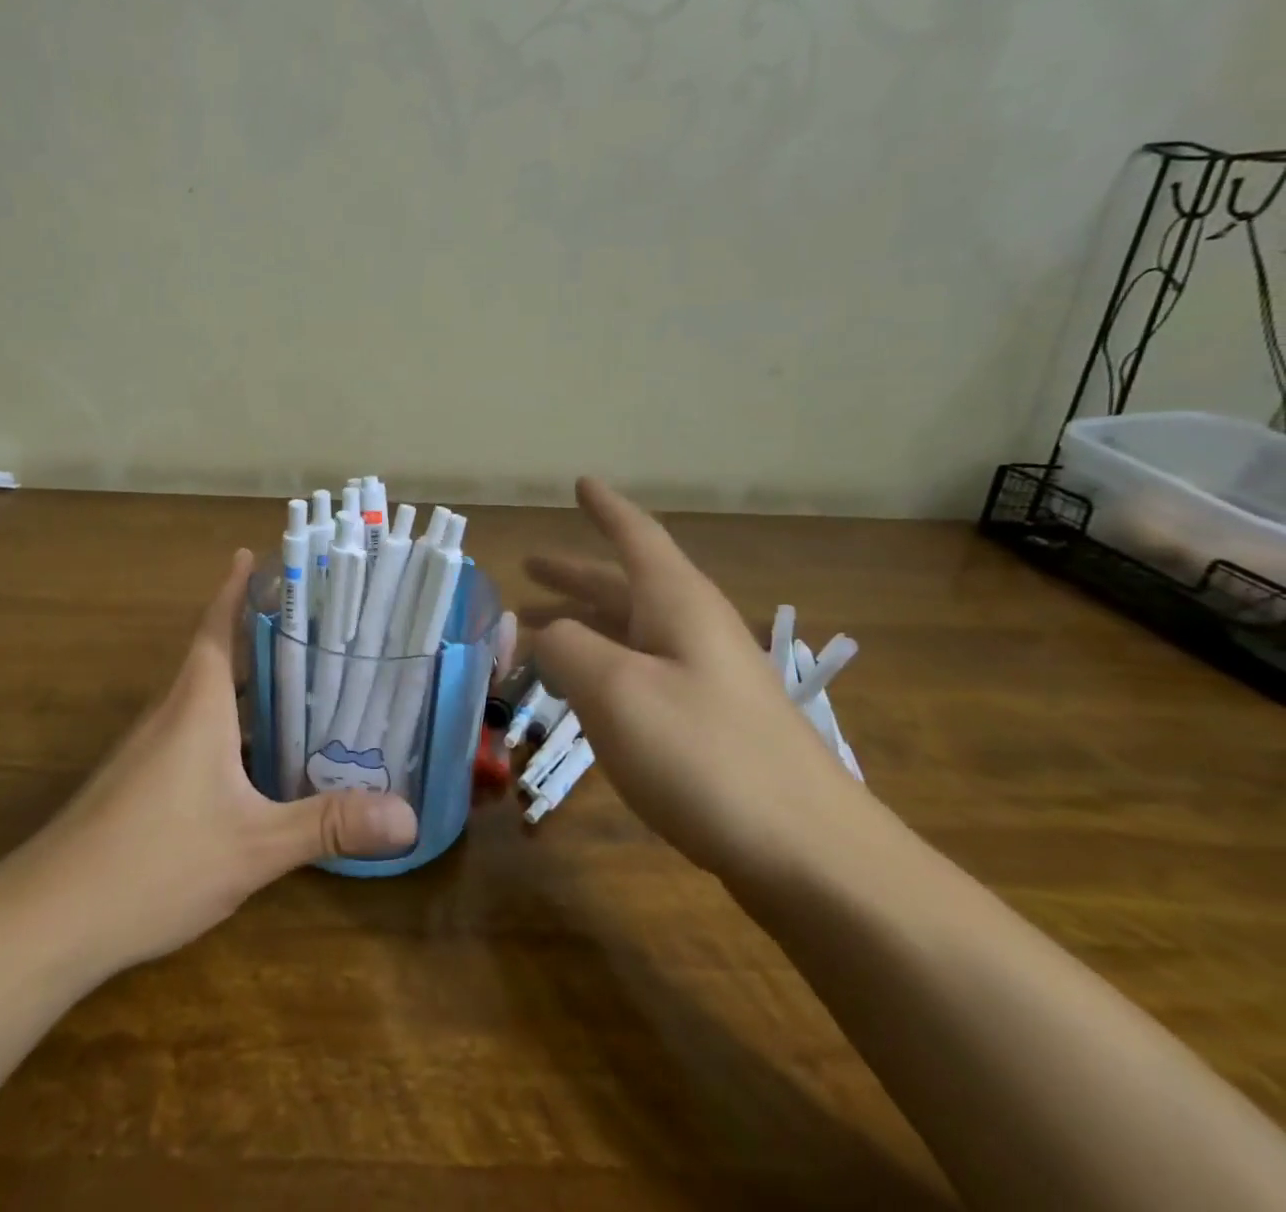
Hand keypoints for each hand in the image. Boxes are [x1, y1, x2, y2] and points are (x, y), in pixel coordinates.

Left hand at [28, 549, 417, 972]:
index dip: (234, 588)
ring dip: (245, 686)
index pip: (217, 625)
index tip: (252, 553)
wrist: (49, 916)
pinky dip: (228, 728)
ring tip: (299, 686)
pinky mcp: (138, 782)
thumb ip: (328, 824)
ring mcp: (148, 748)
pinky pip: (192, 734)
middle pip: (217, 657)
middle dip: (259, 638)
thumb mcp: (254, 845)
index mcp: (196, 703)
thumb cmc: (156, 861)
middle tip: (313, 628)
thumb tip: (410, 816)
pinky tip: (256, 762)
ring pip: (205, 699)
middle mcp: (170, 713)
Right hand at [524, 478, 880, 887]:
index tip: (582, 483)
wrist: (812, 856)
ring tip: (532, 633)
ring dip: (579, 625)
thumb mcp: (615, 690)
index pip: (636, 537)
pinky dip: (597, 669)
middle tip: (527, 568)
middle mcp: (692, 631)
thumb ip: (565, 647)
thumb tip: (540, 633)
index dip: (605, 509)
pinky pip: (638, 675)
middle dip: (573, 575)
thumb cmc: (706, 755)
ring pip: (628, 634)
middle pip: (623, 587)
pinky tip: (577, 694)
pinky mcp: (707, 725)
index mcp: (677, 604)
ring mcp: (704, 680)